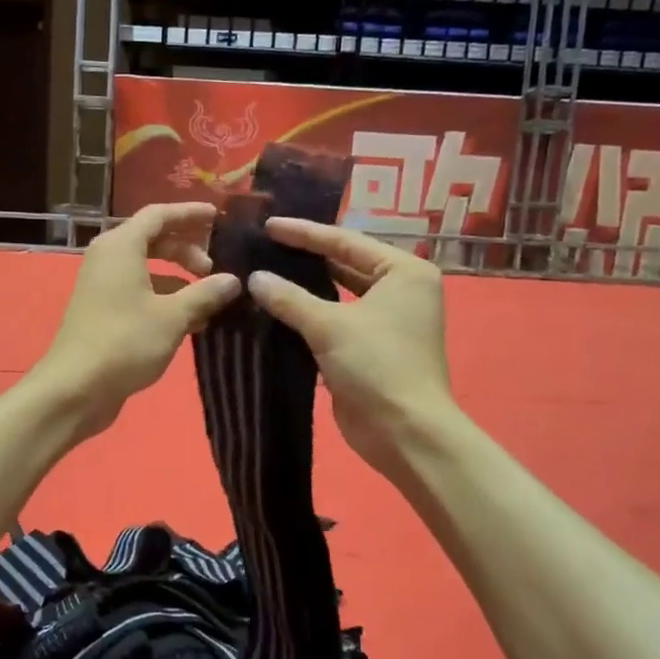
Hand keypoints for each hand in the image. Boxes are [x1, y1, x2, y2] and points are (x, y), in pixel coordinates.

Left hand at [32, 203, 241, 441]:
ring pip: (148, 270)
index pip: (159, 215)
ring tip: (210, 301)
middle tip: (215, 268)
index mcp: (121, 246)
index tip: (218, 218)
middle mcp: (109, 259)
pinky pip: (140, 293)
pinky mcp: (104, 313)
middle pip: (153, 240)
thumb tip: (233, 280)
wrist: (76, 388)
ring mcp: (103, 287)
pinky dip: (165, 300)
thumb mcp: (173, 316)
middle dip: (187, 250)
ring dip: (179, 280)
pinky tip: (192, 323)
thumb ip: (205, 293)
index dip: (189, 213)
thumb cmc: (125, 342)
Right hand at [246, 218, 459, 477]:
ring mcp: (386, 321)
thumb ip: (289, 298)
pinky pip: (335, 322)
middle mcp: (399, 290)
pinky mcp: (370, 348)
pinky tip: (274, 310)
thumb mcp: (330, 325)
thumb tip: (254, 278)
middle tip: (262, 246)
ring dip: (304, 289)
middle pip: (343, 264)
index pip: (346, 241)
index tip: (268, 226)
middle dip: (304, 258)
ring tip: (263, 273)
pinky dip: (308, 317)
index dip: (304, 233)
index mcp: (403, 271)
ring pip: (337, 295)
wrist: (405, 432)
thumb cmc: (378, 365)